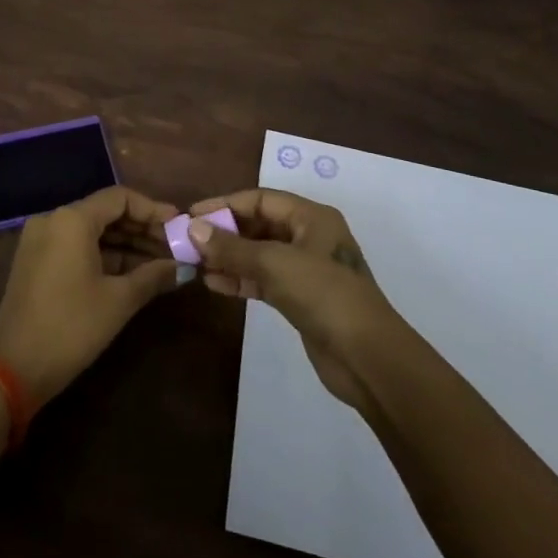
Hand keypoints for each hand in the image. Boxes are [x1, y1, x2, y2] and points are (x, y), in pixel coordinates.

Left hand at [0, 186, 181, 407]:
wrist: (14, 369)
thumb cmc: (71, 327)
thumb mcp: (119, 300)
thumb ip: (153, 276)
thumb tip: (183, 267)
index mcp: (71, 219)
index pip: (120, 198)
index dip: (152, 209)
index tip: (178, 224)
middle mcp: (53, 220)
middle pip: (105, 212)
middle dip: (141, 229)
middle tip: (174, 246)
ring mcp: (40, 240)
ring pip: (91, 231)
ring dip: (125, 244)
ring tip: (160, 262)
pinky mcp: (35, 261)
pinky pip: (75, 246)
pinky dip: (103, 255)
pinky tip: (131, 272)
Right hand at [188, 189, 405, 411]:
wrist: (367, 357)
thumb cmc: (323, 295)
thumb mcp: (274, 264)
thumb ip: (232, 247)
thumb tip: (193, 229)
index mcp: (311, 217)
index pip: (260, 200)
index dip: (225, 205)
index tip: (191, 215)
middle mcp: (309, 236)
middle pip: (259, 225)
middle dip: (225, 232)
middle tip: (189, 241)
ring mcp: (306, 269)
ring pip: (259, 254)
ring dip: (229, 257)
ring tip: (195, 263)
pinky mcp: (301, 298)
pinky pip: (264, 279)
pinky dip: (241, 279)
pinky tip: (214, 284)